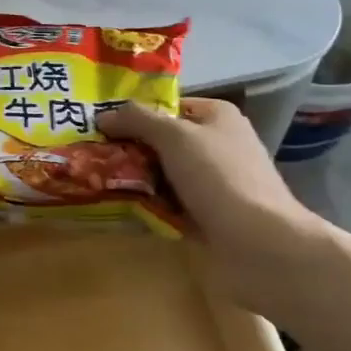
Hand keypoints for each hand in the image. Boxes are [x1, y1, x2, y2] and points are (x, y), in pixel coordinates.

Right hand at [97, 98, 327, 316]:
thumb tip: (103, 116)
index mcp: (217, 117)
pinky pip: (168, 203)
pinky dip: (147, 205)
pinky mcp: (207, 216)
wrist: (260, 245)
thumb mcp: (174, 136)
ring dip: (134, 178)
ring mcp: (213, 183)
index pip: (168, 105)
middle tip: (91, 153)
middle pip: (162, 140)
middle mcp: (217, 145)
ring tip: (96, 179)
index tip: (100, 123)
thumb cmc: (219, 178)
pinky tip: (119, 206)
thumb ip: (137, 120)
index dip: (135, 112)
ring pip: (162, 173)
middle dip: (129, 147)